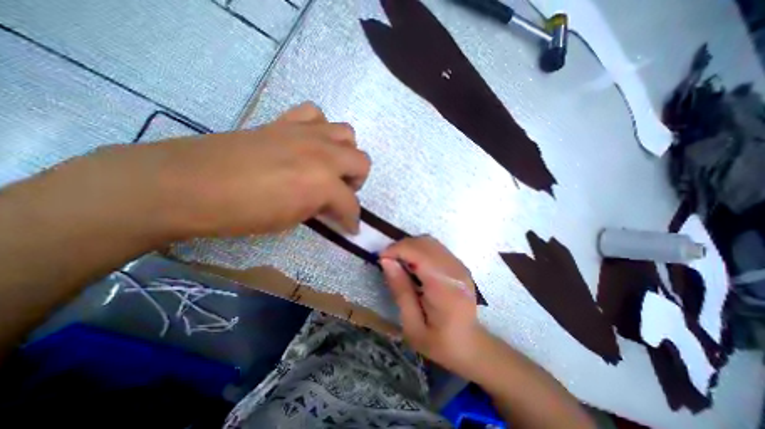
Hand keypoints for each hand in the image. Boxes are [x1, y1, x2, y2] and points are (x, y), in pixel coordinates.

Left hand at [122, 102, 370, 238]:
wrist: (189, 184)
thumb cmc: (243, 213)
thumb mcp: (291, 220)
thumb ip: (319, 209)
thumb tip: (332, 208)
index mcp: (323, 183)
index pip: (351, 204)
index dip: (353, 219)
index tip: (351, 227)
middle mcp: (322, 153)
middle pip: (362, 160)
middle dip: (357, 181)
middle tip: (341, 193)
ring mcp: (305, 132)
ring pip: (346, 133)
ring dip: (344, 152)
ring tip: (329, 166)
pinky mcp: (285, 121)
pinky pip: (315, 114)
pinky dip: (320, 128)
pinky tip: (309, 143)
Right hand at [380, 234, 485, 377]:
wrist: (472, 346)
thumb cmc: (440, 343)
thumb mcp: (412, 326)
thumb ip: (400, 291)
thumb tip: (386, 261)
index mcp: (445, 287)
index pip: (419, 253)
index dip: (397, 250)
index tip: (381, 259)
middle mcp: (455, 270)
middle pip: (424, 243)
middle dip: (401, 246)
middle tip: (387, 261)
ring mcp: (459, 265)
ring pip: (429, 241)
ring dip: (410, 246)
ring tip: (398, 262)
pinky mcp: (459, 265)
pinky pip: (435, 247)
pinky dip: (419, 249)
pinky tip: (413, 265)